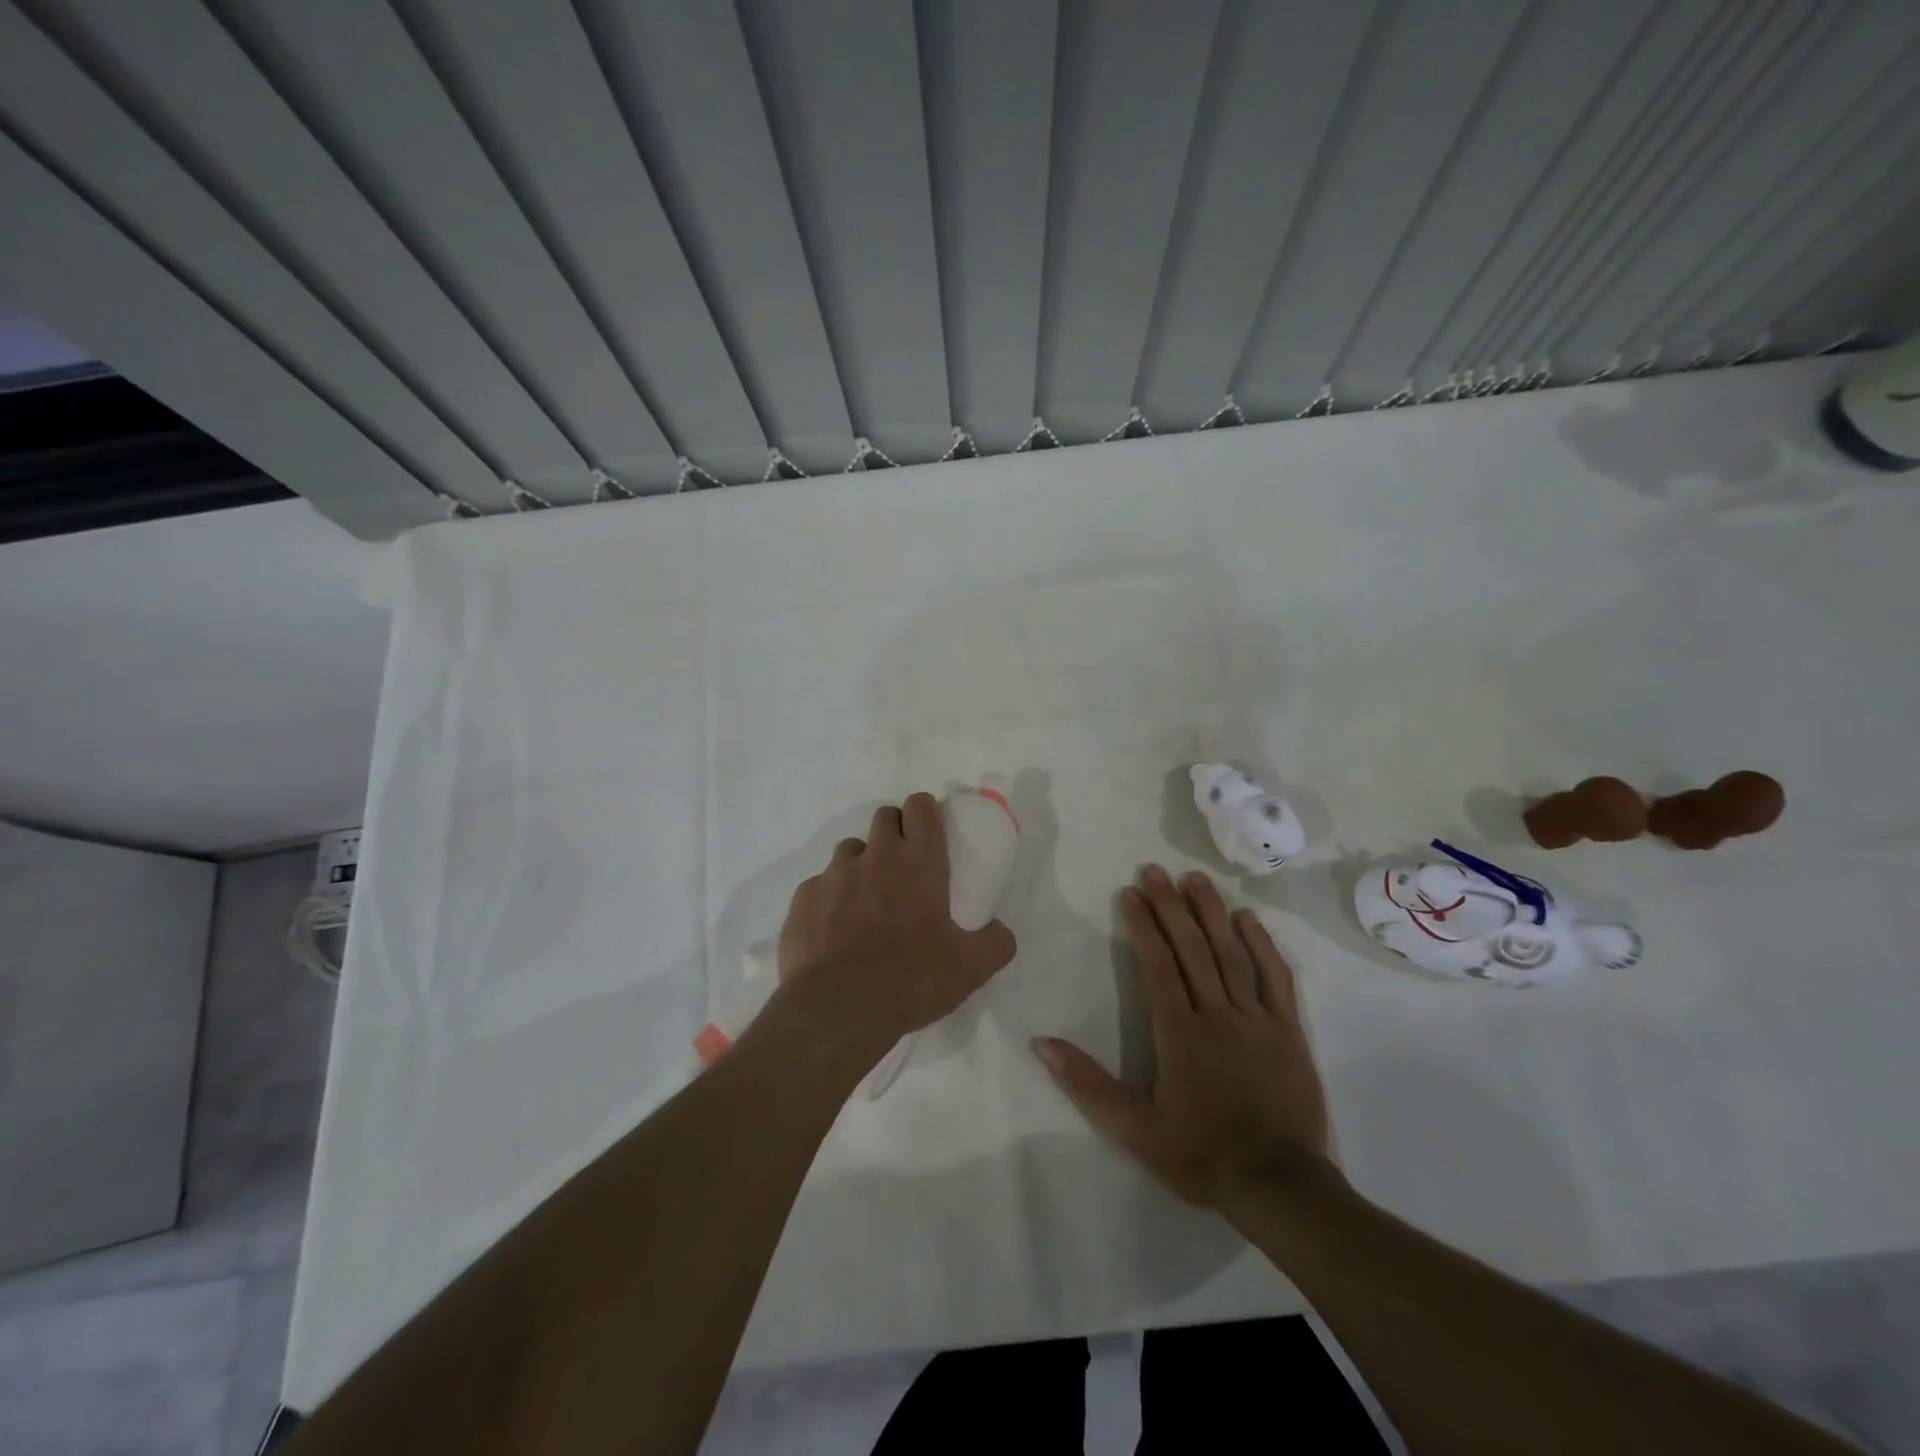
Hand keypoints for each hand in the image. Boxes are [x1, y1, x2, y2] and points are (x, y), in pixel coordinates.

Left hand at [776, 793, 1017, 1056]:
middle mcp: (875, 856)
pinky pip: (819, 886)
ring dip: (861, 865)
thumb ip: (995, 943)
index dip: (926, 812)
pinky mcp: (803, 898)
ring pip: (850, 850)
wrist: (838, 1009)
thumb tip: (1002, 933)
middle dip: (895, 831)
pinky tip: (834, 931)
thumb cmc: (911, 979)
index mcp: (918, 861)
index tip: (930, 832)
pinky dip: (830, 899)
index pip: (920, 806)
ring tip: (866, 902)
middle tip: (903, 868)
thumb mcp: (970, 968)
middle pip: (884, 817)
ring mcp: (834, 874)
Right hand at [1034, 865, 1331, 1208]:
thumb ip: (1088, 1084)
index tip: (1130, 893)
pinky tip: (1247, 919)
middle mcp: (1218, 1013)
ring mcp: (1257, 1018)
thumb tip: (1042, 1043)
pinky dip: (1262, 945)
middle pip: (1192, 948)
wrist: (1279, 1187)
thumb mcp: (1135, 1130)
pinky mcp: (1288, 1030)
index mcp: (1180, 1032)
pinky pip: (1275, 977)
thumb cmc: (1202, 1154)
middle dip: (1170, 906)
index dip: (1143, 926)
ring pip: (1231, 953)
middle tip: (1154, 870)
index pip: (1157, 965)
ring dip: (1211, 912)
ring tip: (1194, 878)